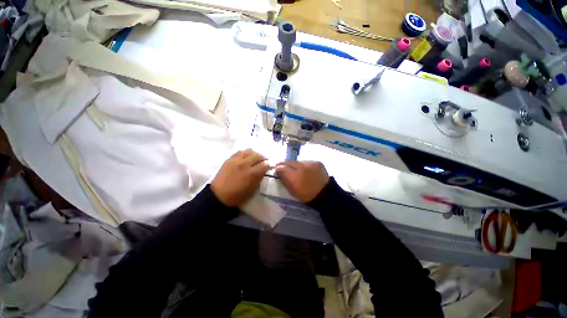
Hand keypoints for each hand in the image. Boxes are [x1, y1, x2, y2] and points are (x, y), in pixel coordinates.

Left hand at [211, 149, 269, 206]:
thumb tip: (263, 169)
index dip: (267, 165)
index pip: (264, 164)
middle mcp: (245, 164)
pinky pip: (240, 151)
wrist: (219, 196)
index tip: (267, 166)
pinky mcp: (229, 159)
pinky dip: (245, 153)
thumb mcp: (253, 189)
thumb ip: (259, 177)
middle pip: (257, 155)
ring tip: (254, 158)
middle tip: (263, 161)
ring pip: (249, 151)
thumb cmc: (238, 195)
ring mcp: (236, 160)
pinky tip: (245, 157)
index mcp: (252, 173)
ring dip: (254, 154)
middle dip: (262, 158)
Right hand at [275, 161, 329, 202]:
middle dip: (286, 164)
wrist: (325, 195)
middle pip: (290, 162)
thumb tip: (278, 169)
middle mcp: (303, 167)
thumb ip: (284, 178)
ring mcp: (311, 163)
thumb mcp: (292, 190)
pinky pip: (307, 162)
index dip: (279, 166)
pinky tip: (304, 169)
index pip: (283, 167)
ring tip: (294, 168)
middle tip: (282, 166)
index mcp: (295, 176)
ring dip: (295, 164)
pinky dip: (303, 165)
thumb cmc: (306, 195)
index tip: (276, 168)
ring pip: (298, 161)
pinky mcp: (318, 163)